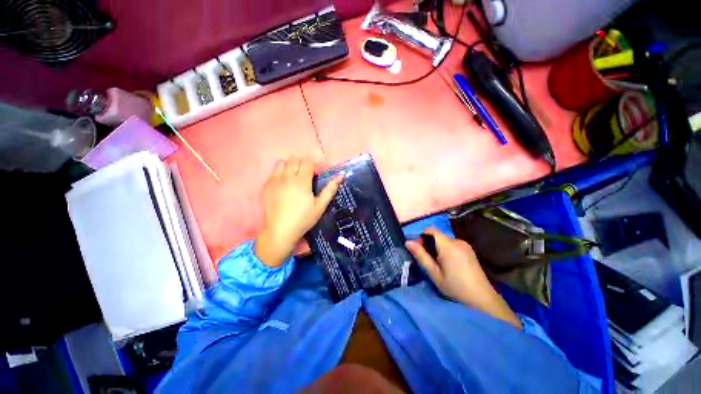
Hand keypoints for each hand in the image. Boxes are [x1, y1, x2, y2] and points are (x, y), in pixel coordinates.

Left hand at [255, 157, 342, 267]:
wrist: (279, 230)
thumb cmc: (302, 220)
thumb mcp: (319, 207)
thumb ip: (329, 190)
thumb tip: (340, 175)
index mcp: (301, 181)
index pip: (307, 162)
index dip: (312, 166)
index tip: (313, 175)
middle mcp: (287, 177)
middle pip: (294, 159)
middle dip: (300, 165)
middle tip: (303, 177)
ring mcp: (274, 181)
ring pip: (281, 163)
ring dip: (287, 167)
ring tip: (290, 179)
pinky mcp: (266, 186)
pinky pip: (272, 173)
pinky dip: (278, 176)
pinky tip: (281, 188)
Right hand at [406, 228, 521, 328]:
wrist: (479, 294)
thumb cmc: (455, 286)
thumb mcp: (435, 275)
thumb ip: (422, 257)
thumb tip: (408, 242)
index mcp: (448, 246)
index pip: (431, 230)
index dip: (421, 236)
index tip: (417, 250)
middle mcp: (457, 241)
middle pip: (439, 236)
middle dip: (430, 245)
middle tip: (426, 262)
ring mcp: (465, 245)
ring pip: (447, 241)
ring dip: (439, 249)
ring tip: (438, 267)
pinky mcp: (470, 250)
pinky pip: (454, 245)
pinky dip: (448, 251)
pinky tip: (449, 266)